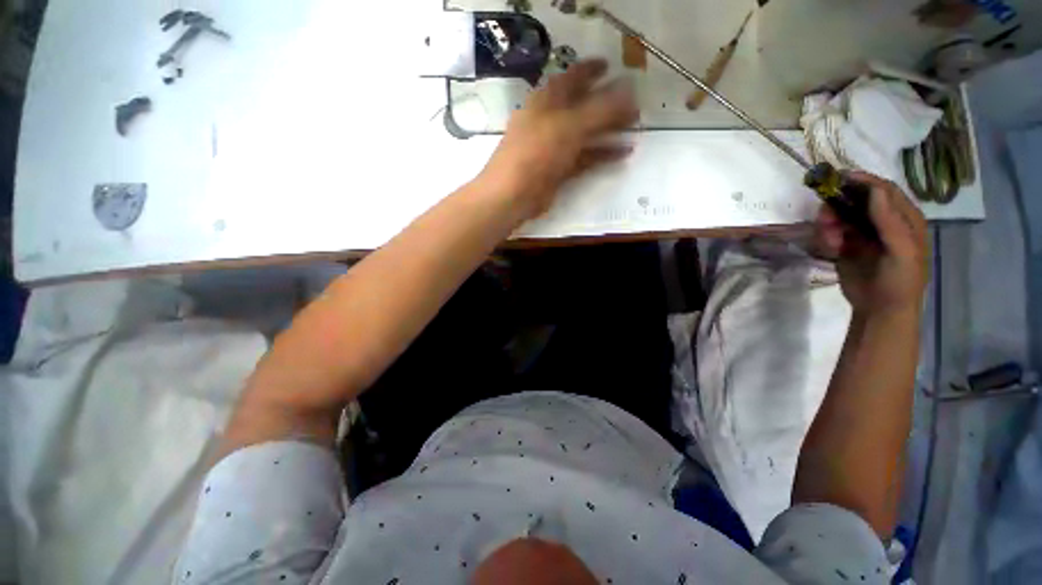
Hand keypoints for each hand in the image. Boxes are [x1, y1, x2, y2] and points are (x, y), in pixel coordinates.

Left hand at [478, 59, 638, 221]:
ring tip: (634, 125)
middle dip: (607, 102)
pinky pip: (584, 157)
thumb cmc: (537, 152)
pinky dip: (602, 154)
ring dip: (608, 129)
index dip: (591, 70)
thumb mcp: (569, 125)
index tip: (611, 65)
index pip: (571, 78)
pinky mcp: (558, 170)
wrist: (513, 194)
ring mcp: (553, 147)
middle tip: (632, 101)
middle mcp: (549, 121)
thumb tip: (630, 90)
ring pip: (585, 134)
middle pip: (581, 106)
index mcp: (546, 101)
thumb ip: (600, 109)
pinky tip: (623, 152)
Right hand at [815, 172, 928, 316]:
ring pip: (841, 215)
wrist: (881, 310)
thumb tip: (874, 190)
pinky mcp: (846, 245)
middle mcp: (884, 221)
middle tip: (825, 218)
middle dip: (839, 205)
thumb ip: (891, 221)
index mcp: (905, 219)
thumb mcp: (902, 252)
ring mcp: (863, 233)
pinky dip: (826, 236)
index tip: (839, 178)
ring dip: (830, 223)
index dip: (864, 181)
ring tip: (829, 240)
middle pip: (858, 200)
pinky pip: (831, 232)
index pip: (884, 191)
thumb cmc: (900, 281)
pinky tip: (829, 248)